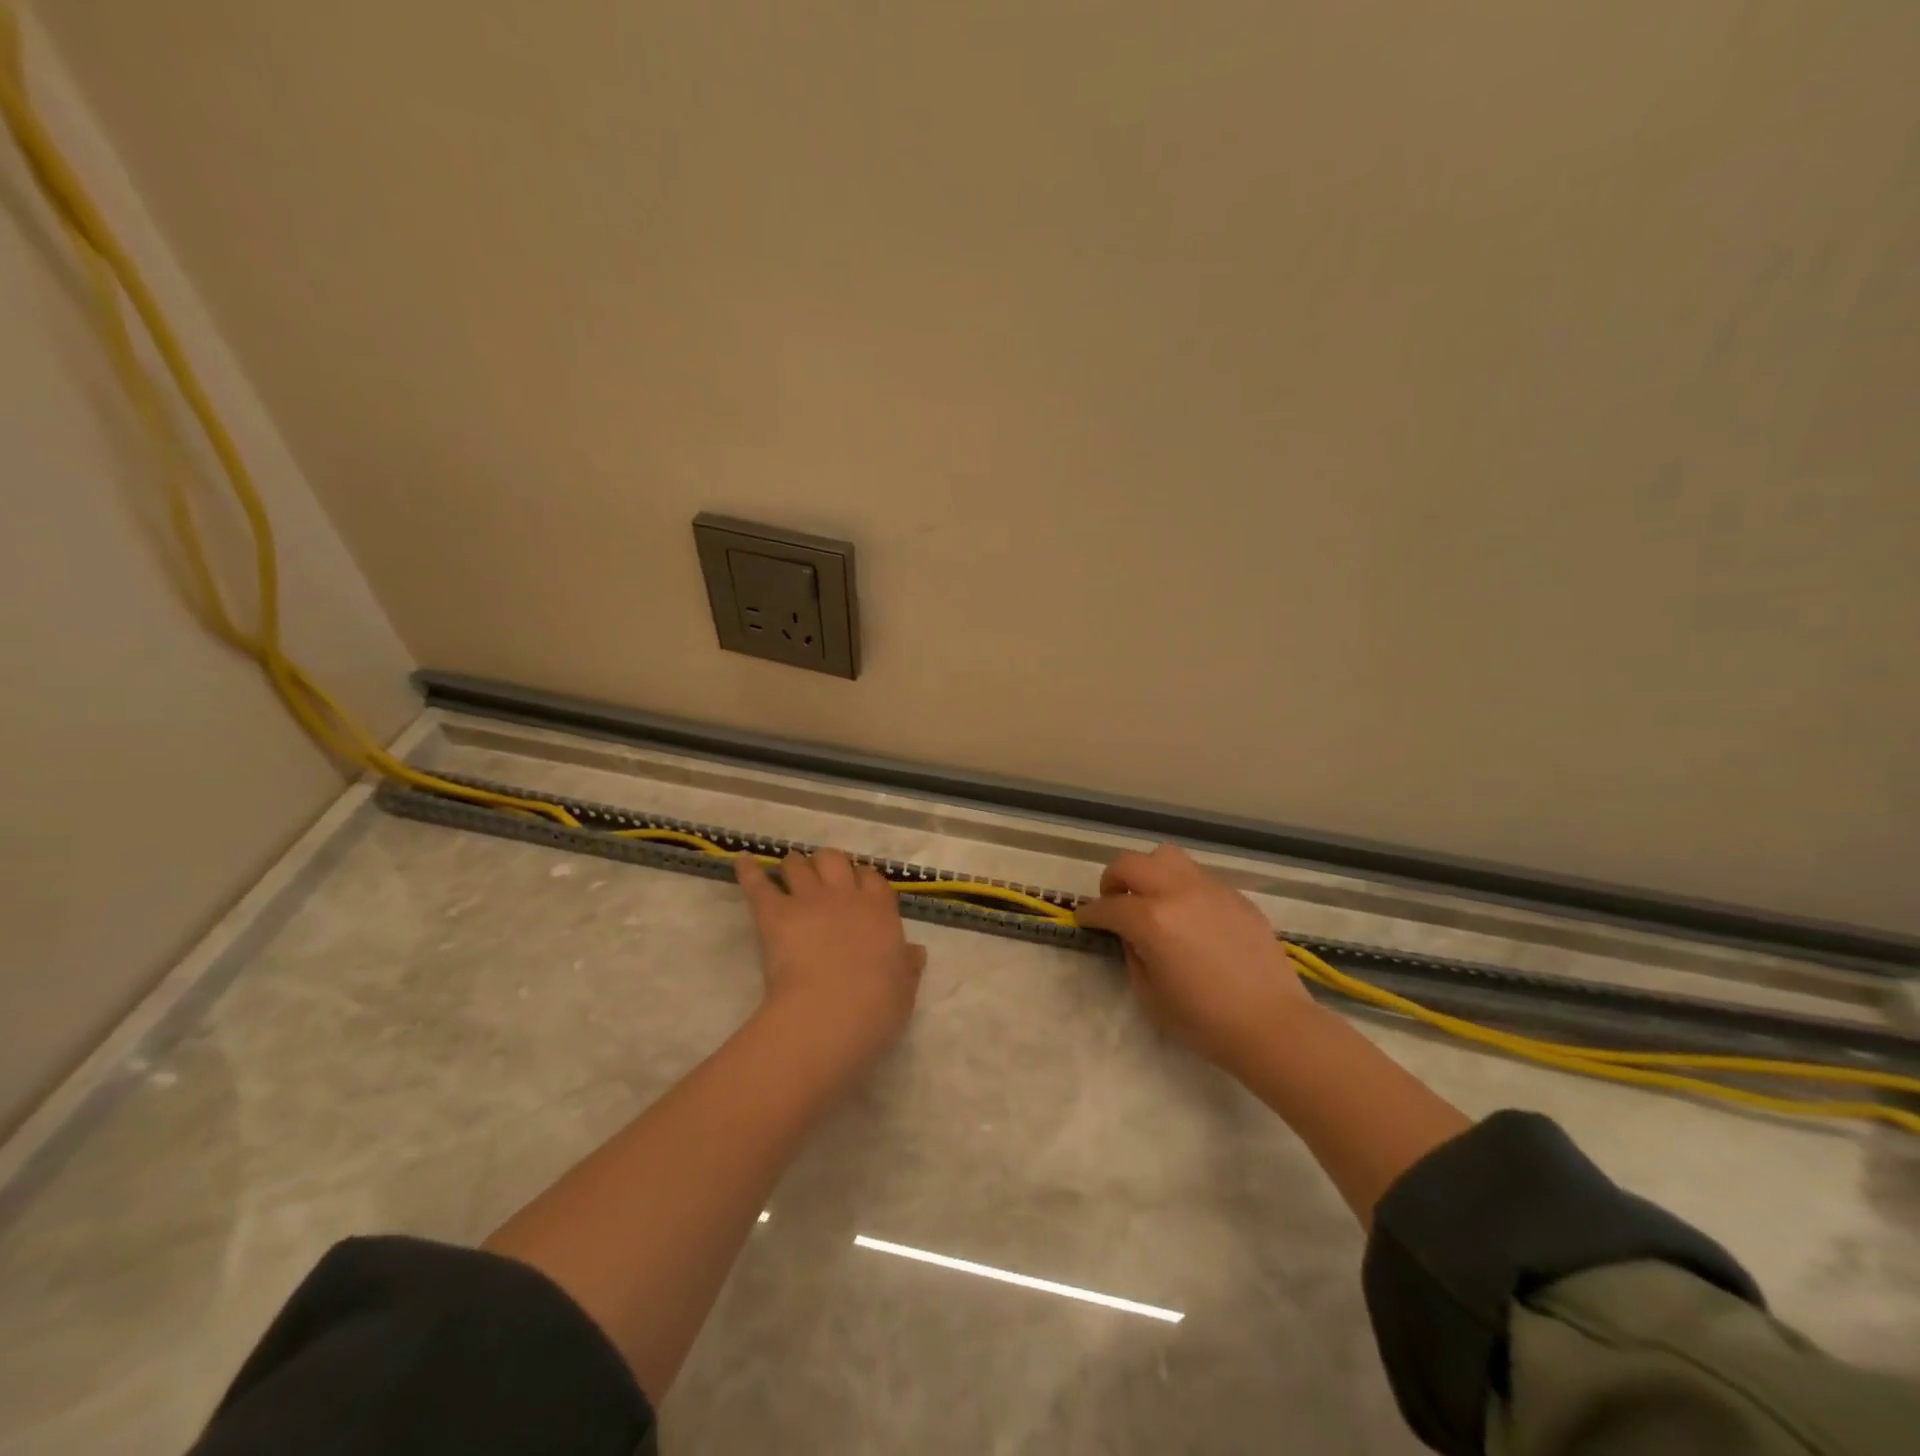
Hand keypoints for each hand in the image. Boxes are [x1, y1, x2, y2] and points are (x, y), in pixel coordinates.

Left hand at [735, 849, 926, 1063]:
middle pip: (835, 860)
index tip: (858, 884)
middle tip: (822, 876)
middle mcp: (845, 896)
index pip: (872, 879)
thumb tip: (915, 951)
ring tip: (788, 870)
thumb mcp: (904, 988)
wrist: (831, 1013)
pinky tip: (741, 861)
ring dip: (794, 865)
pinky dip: (748, 871)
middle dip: (827, 863)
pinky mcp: (775, 913)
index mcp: (880, 911)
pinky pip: (758, 884)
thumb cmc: (875, 1007)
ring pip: (798, 865)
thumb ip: (907, 965)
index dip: (862, 878)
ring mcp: (809, 900)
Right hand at [1074, 844, 1317, 1073]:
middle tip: (1113, 902)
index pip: (1108, 906)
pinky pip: (1198, 876)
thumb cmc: (1204, 1020)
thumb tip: (1131, 935)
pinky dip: (1181, 886)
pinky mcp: (1235, 896)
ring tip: (1151, 898)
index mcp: (1151, 919)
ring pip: (1166, 857)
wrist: (1272, 1025)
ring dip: (1149, 872)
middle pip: (1131, 863)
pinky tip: (1189, 915)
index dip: (1090, 913)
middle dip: (1113, 880)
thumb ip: (1133, 954)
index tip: (1084, 919)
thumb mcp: (1150, 994)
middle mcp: (1177, 892)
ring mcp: (1210, 889)